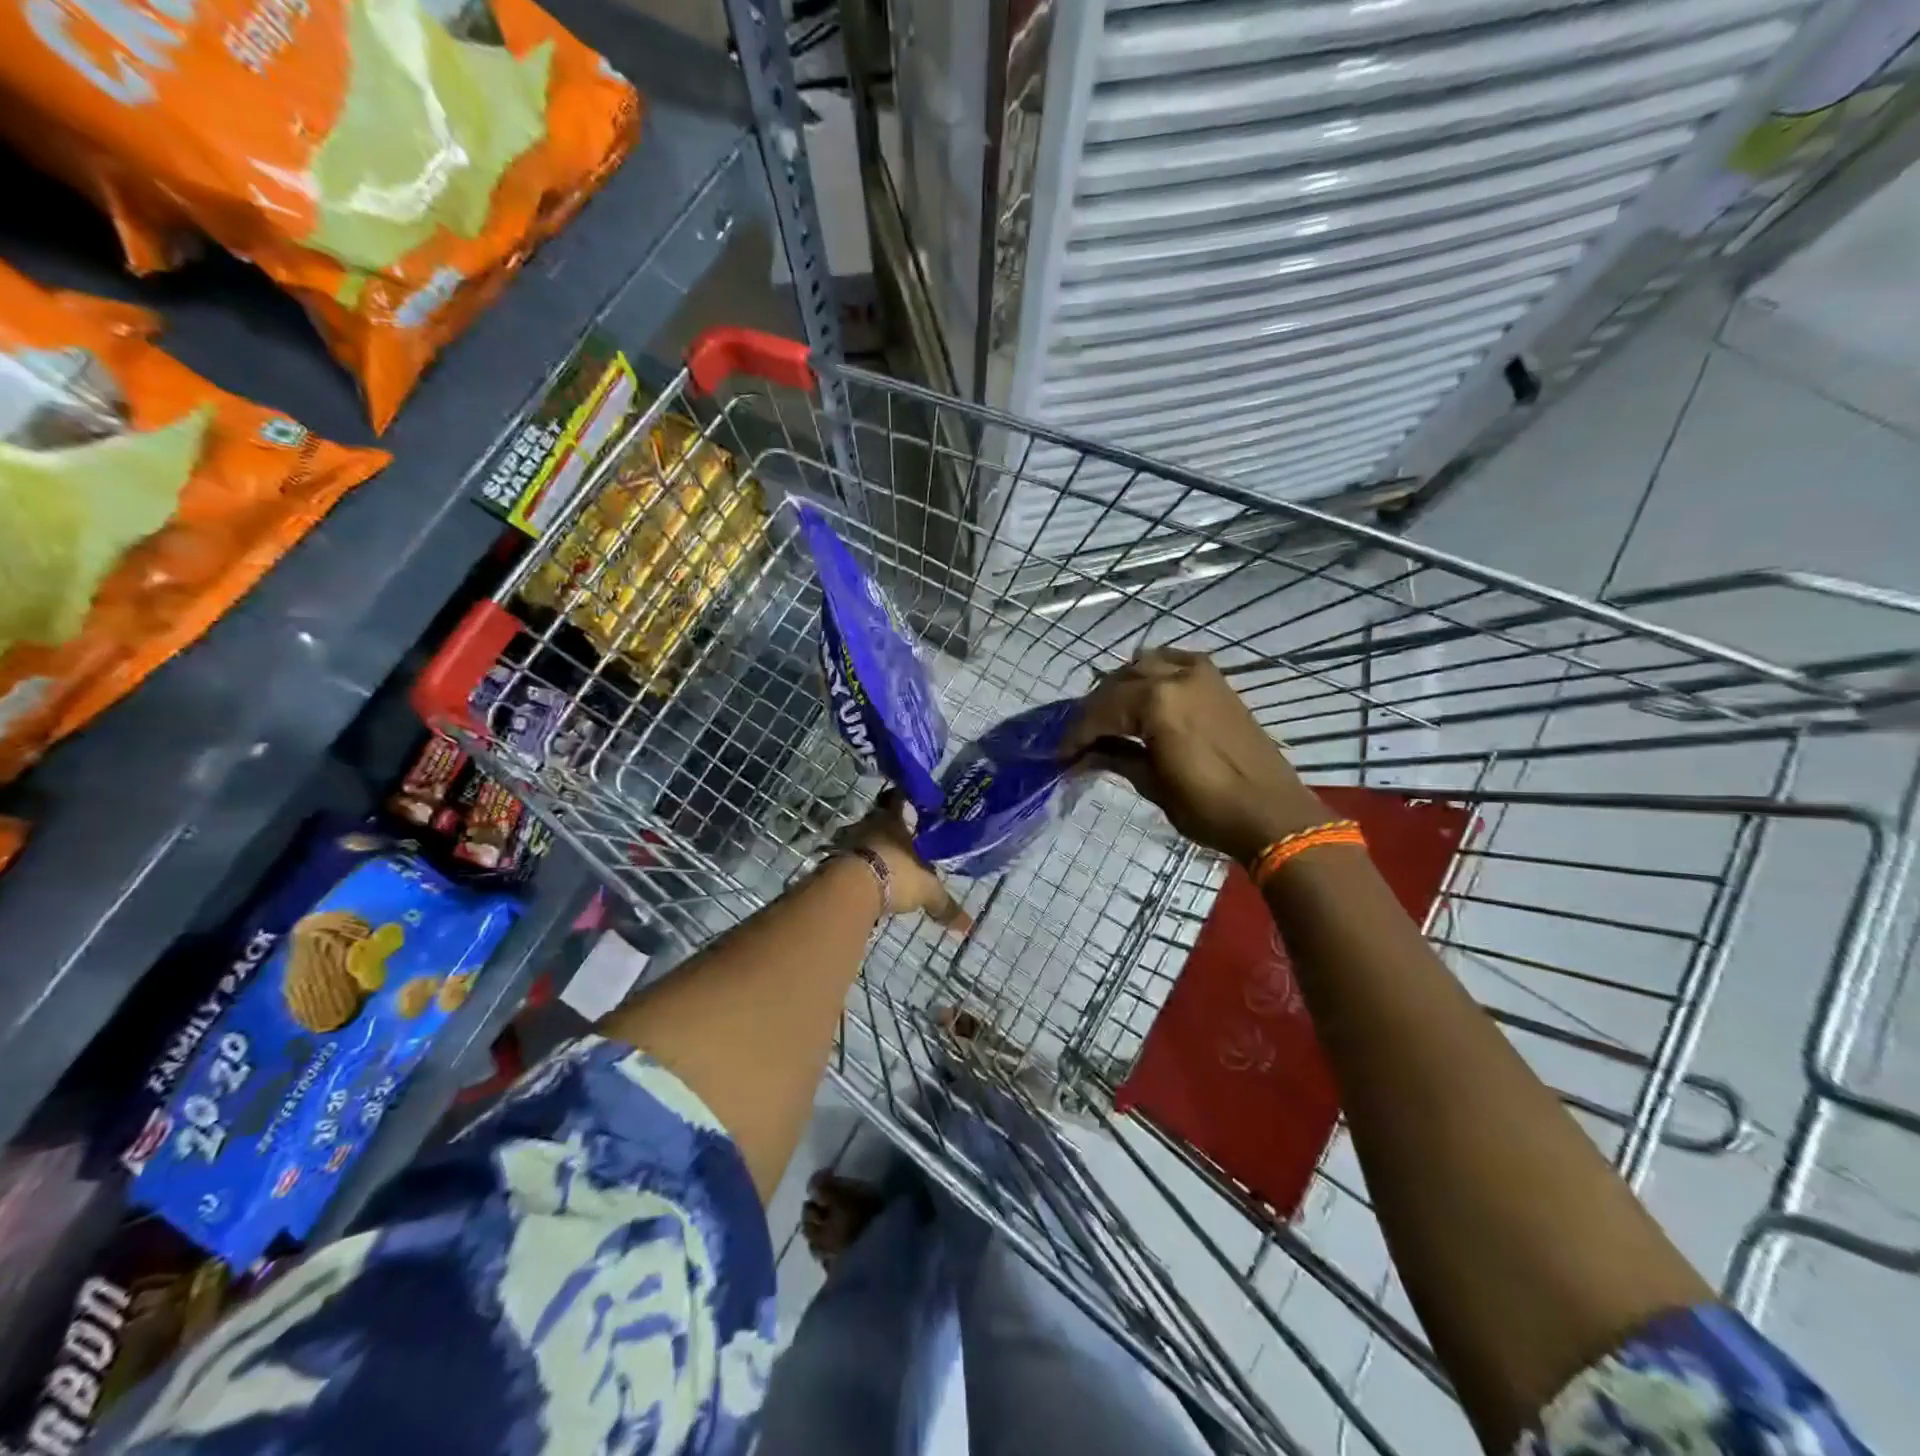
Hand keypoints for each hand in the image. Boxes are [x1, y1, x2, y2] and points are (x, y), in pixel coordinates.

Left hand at [834, 791, 971, 931]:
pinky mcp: (833, 861)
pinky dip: (857, 868)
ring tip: (884, 865)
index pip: (898, 800)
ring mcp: (848, 841)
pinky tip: (866, 881)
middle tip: (901, 840)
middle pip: (878, 820)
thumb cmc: (895, 875)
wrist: (850, 889)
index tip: (909, 803)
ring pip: (862, 839)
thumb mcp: (926, 891)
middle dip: (888, 829)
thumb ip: (944, 905)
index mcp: (894, 821)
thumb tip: (968, 926)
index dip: (903, 800)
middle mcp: (869, 824)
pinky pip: (849, 860)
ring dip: (871, 850)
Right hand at [1063, 647, 1329, 865]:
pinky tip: (1145, 690)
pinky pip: (1174, 661)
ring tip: (1109, 715)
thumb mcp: (1153, 785)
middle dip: (1094, 710)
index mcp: (1156, 703)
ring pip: (1144, 665)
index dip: (1076, 734)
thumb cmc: (1208, 806)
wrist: (1271, 814)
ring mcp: (1200, 674)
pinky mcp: (1217, 680)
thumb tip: (1084, 755)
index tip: (1061, 755)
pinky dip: (1154, 671)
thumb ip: (1117, 758)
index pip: (1101, 711)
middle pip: (1118, 683)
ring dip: (1121, 687)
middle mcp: (1175, 676)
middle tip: (1080, 738)